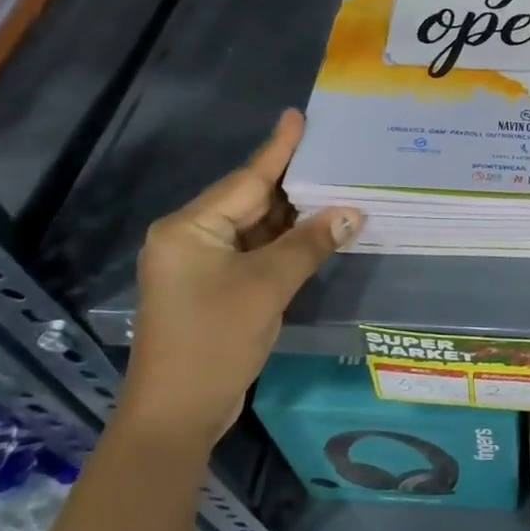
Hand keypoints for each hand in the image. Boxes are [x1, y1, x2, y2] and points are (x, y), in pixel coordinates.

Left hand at [122, 110, 360, 449]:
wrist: (176, 415)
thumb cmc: (214, 341)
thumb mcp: (267, 287)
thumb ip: (310, 243)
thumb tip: (352, 211)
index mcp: (190, 227)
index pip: (247, 179)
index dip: (279, 149)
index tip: (299, 116)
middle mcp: (190, 237)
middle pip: (250, 201)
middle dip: (294, 184)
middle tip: (336, 156)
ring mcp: (200, 264)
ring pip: (254, 228)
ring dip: (293, 217)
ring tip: (337, 189)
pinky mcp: (213, 287)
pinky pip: (253, 252)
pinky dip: (283, 244)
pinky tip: (316, 232)